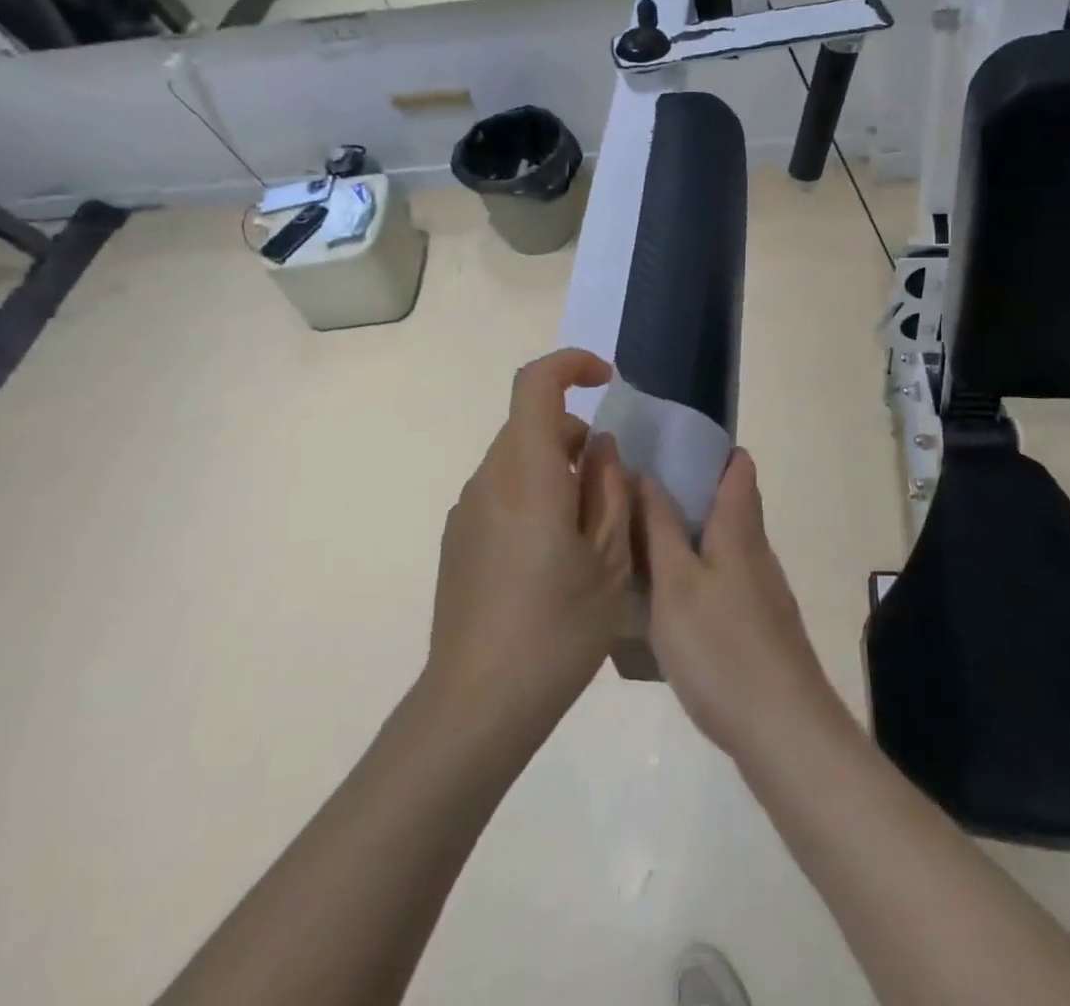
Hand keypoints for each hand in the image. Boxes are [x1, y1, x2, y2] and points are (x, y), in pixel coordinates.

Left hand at [427, 349, 634, 738]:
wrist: (476, 705)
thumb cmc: (556, 629)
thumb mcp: (610, 560)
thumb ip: (610, 490)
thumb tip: (600, 448)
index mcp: (526, 473)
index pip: (535, 384)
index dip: (571, 365)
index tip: (606, 381)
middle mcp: (488, 479)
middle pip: (530, 424)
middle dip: (576, 435)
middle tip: (612, 488)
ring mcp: (466, 510)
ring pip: (518, 460)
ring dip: (556, 470)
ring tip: (589, 531)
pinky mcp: (457, 539)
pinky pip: (502, 493)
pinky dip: (534, 496)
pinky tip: (553, 559)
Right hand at [639, 450, 848, 763]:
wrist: (784, 732)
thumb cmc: (722, 647)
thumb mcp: (676, 583)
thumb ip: (659, 527)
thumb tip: (646, 473)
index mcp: (738, 528)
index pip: (737, 466)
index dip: (709, 448)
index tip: (667, 444)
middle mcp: (756, 551)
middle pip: (729, 504)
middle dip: (688, 492)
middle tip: (636, 494)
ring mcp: (762, 591)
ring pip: (724, 545)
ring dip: (689, 535)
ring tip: (641, 542)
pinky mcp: (759, 627)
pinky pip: (724, 580)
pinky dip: (696, 573)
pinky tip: (666, 600)